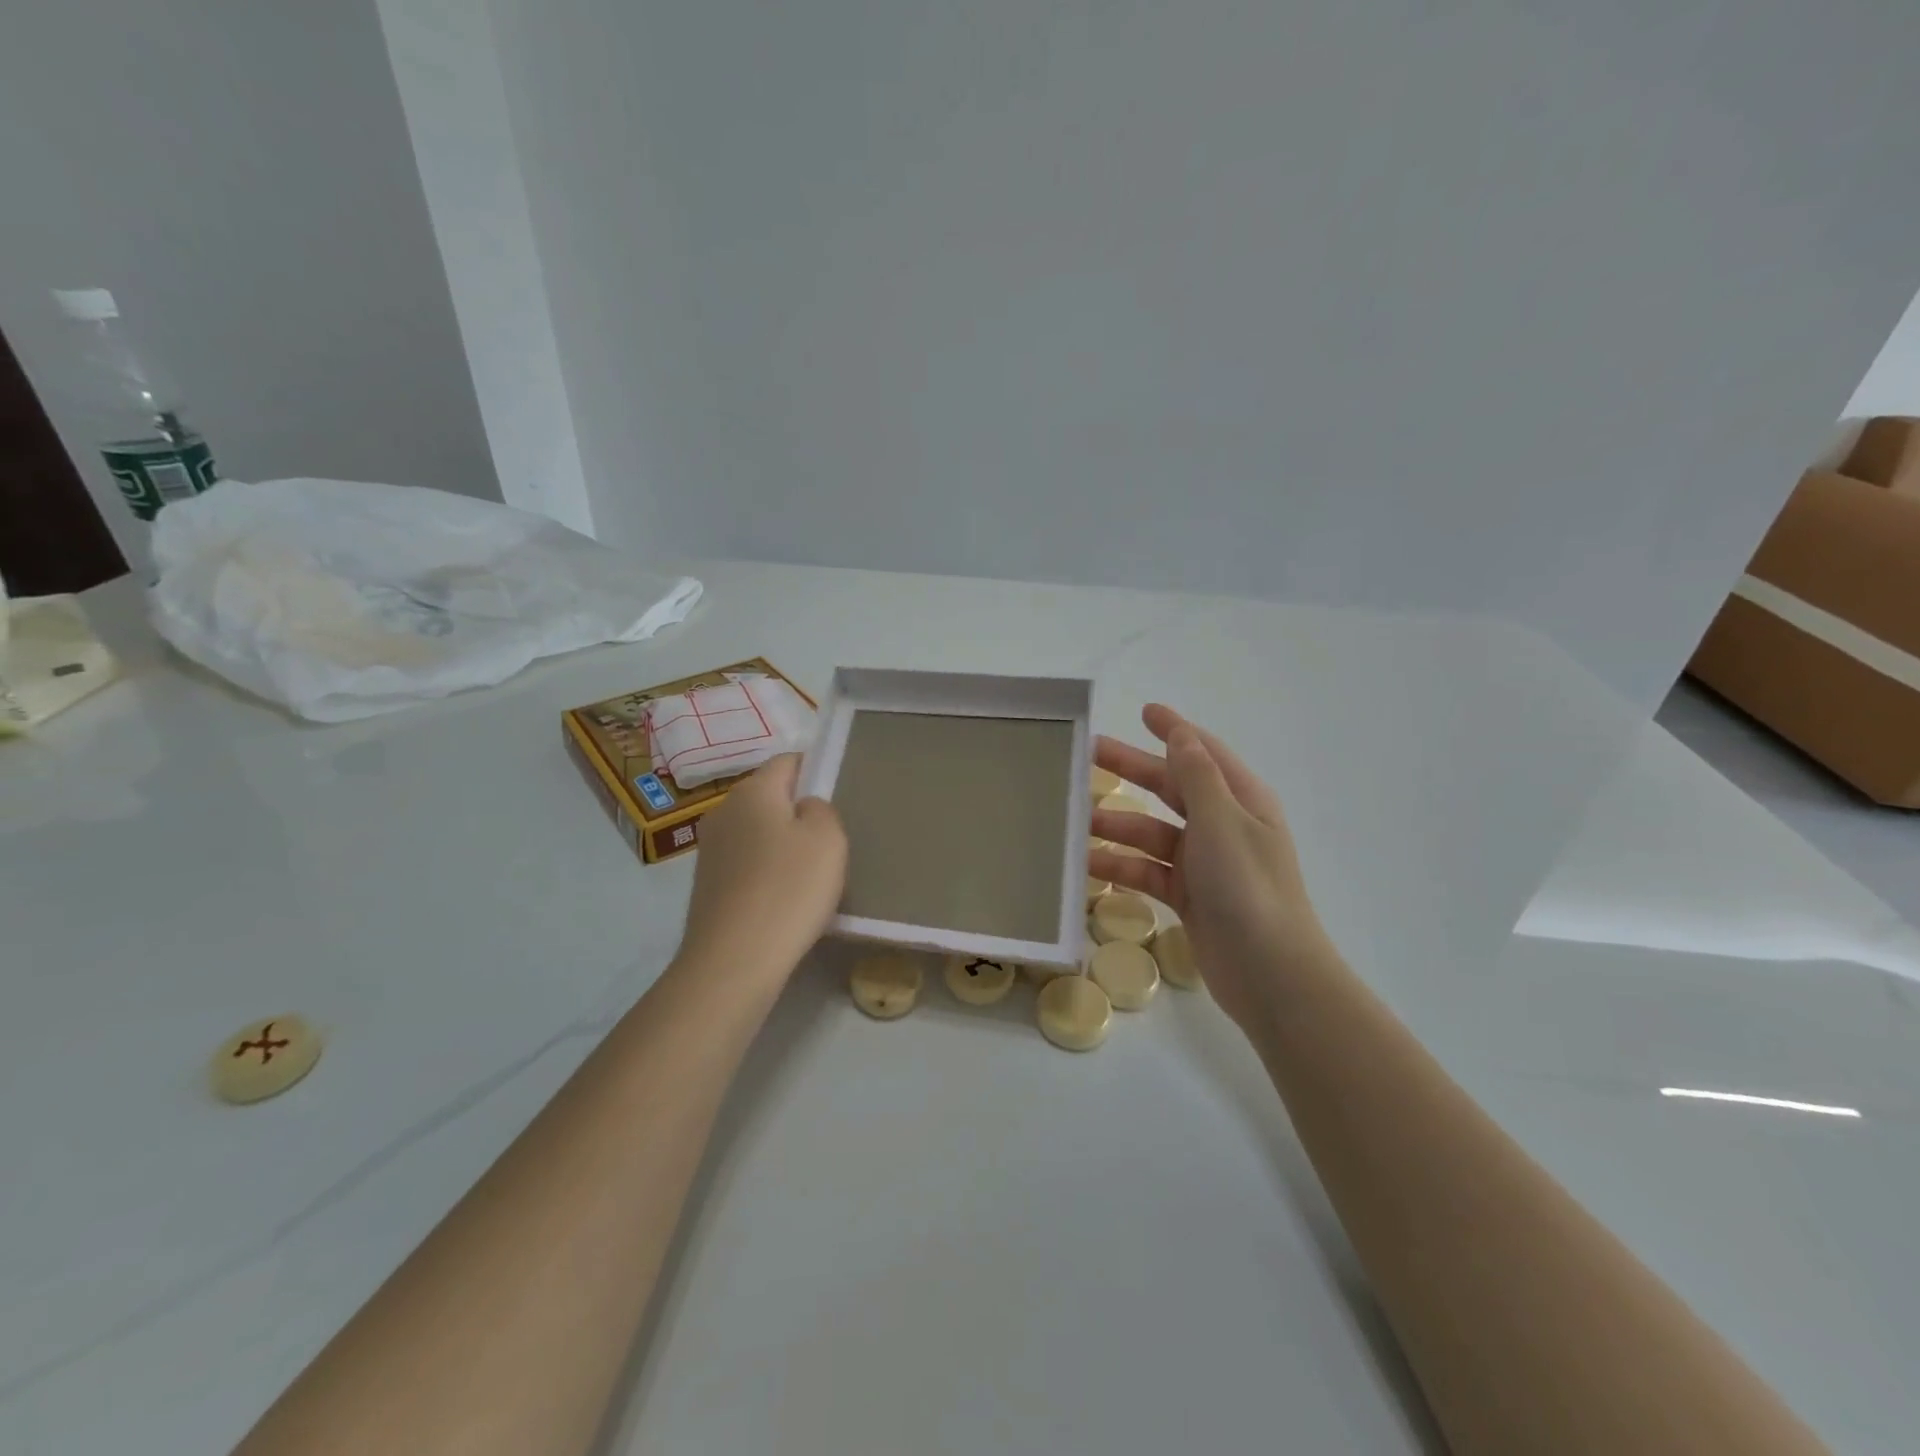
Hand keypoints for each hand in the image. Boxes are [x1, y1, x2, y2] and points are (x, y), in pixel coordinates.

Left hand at [676, 754, 847, 985]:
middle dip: (799, 810)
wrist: (734, 960)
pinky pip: (746, 863)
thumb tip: (804, 808)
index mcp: (753, 791)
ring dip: (782, 844)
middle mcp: (724, 811)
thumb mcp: (828, 838)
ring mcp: (710, 849)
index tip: (839, 796)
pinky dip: (767, 872)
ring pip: (757, 831)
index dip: (816, 770)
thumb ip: (822, 809)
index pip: (788, 761)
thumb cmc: (789, 888)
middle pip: (770, 796)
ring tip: (810, 874)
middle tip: (831, 839)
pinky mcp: (707, 885)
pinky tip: (784, 898)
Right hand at [1090, 705, 1330, 1029]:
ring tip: (1076, 821)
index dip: (1174, 730)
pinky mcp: (1189, 896)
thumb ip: (1196, 776)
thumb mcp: (1221, 821)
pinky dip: (1121, 866)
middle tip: (1087, 755)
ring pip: (1153, 832)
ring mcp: (1206, 863)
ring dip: (1118, 825)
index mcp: (1240, 800)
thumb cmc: (1247, 887)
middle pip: (1171, 788)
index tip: (1143, 711)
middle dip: (1132, 770)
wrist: (1270, 973)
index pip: (1202, 752)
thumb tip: (1181, 737)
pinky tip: (1088, 865)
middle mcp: (1223, 825)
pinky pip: (1148, 870)